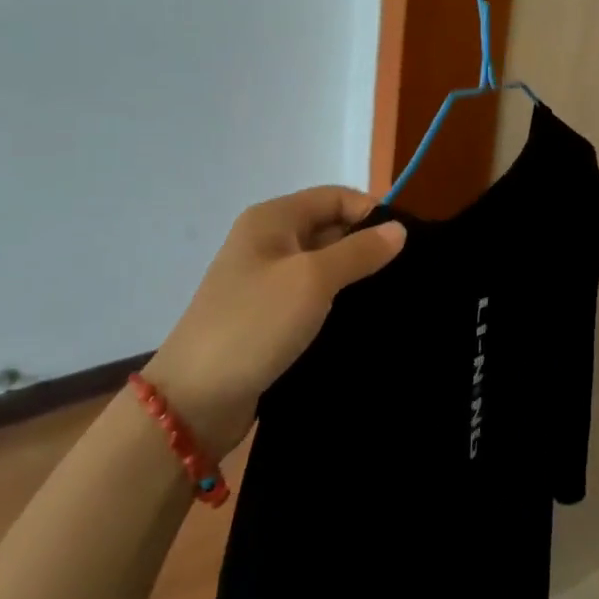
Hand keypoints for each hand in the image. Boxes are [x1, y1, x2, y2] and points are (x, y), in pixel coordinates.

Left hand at [144, 187, 405, 457]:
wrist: (194, 401)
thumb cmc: (254, 324)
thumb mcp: (312, 280)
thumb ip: (360, 251)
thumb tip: (399, 229)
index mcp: (273, 219)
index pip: (336, 197)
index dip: (371, 212)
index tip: (404, 244)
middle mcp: (269, 242)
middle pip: (331, 228)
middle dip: (366, 246)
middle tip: (404, 274)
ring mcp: (266, 280)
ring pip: (325, 266)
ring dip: (355, 278)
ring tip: (391, 298)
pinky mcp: (269, 316)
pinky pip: (314, 296)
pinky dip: (338, 303)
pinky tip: (363, 320)